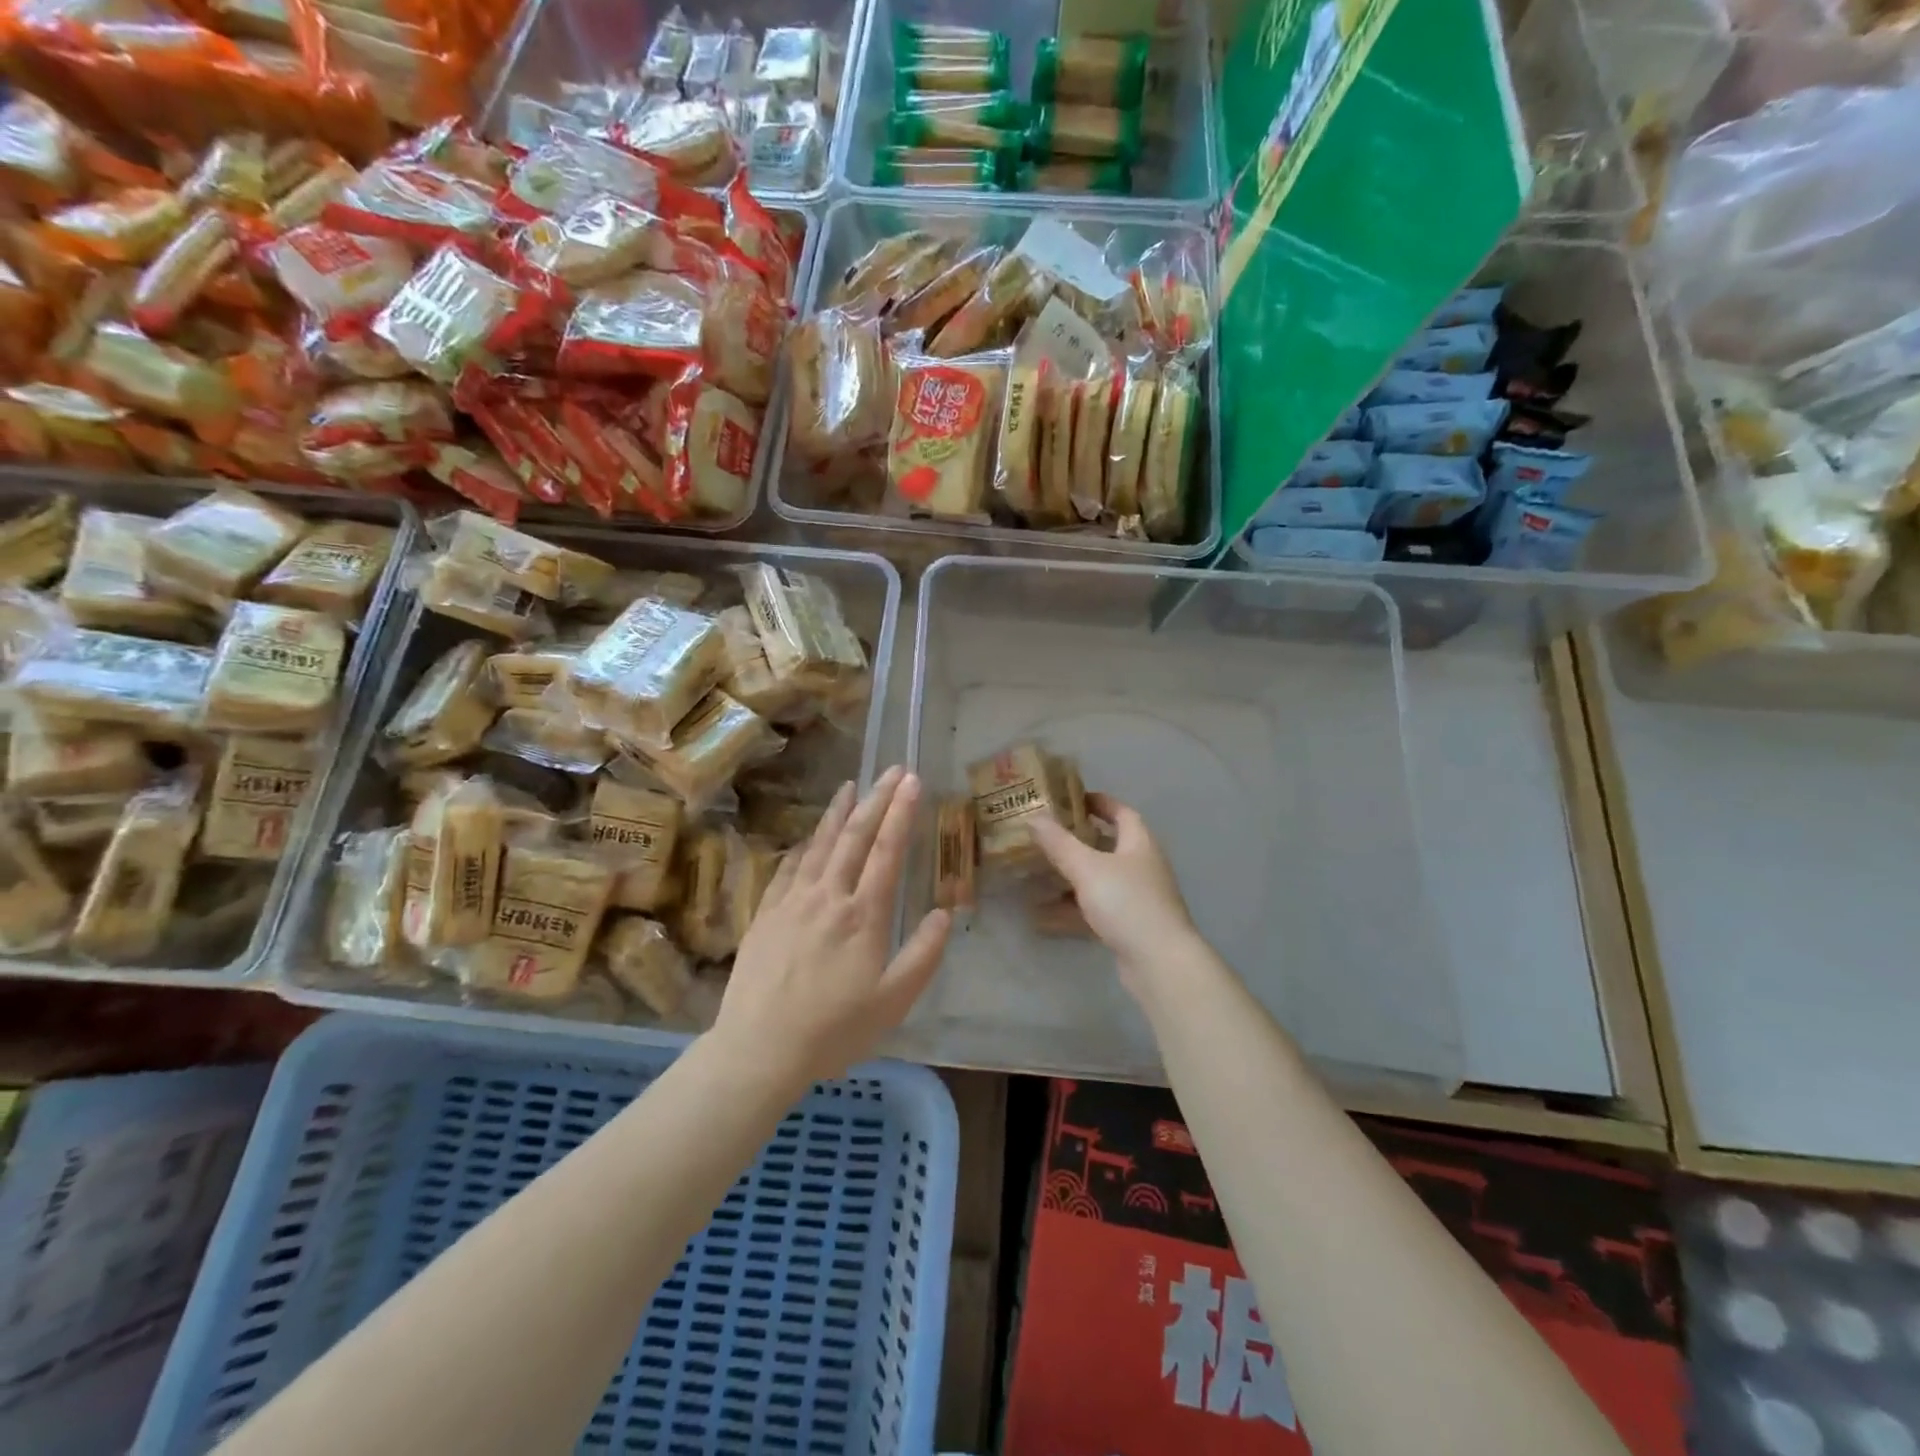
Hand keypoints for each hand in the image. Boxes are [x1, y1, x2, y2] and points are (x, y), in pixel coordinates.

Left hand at [716, 767, 950, 1087]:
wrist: (758, 1049)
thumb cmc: (833, 1030)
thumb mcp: (893, 1003)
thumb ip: (923, 955)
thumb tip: (945, 912)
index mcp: (864, 915)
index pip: (887, 851)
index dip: (901, 813)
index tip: (912, 781)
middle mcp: (829, 896)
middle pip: (855, 837)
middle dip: (876, 800)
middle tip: (890, 771)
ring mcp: (793, 902)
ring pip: (820, 845)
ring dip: (838, 813)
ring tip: (850, 786)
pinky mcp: (766, 914)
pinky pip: (788, 868)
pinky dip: (803, 846)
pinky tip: (808, 837)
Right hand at [1030, 793, 1198, 1000]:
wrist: (1160, 962)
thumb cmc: (1127, 903)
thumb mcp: (1087, 868)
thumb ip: (1059, 843)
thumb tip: (1034, 818)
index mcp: (1139, 844)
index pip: (1122, 813)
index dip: (1100, 803)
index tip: (1073, 799)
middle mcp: (1142, 867)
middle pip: (1110, 846)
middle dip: (1079, 841)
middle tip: (1048, 836)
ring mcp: (1138, 899)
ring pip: (1100, 880)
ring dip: (1072, 877)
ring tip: (1039, 873)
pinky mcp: (1130, 927)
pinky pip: (1096, 910)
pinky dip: (1073, 909)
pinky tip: (1045, 915)